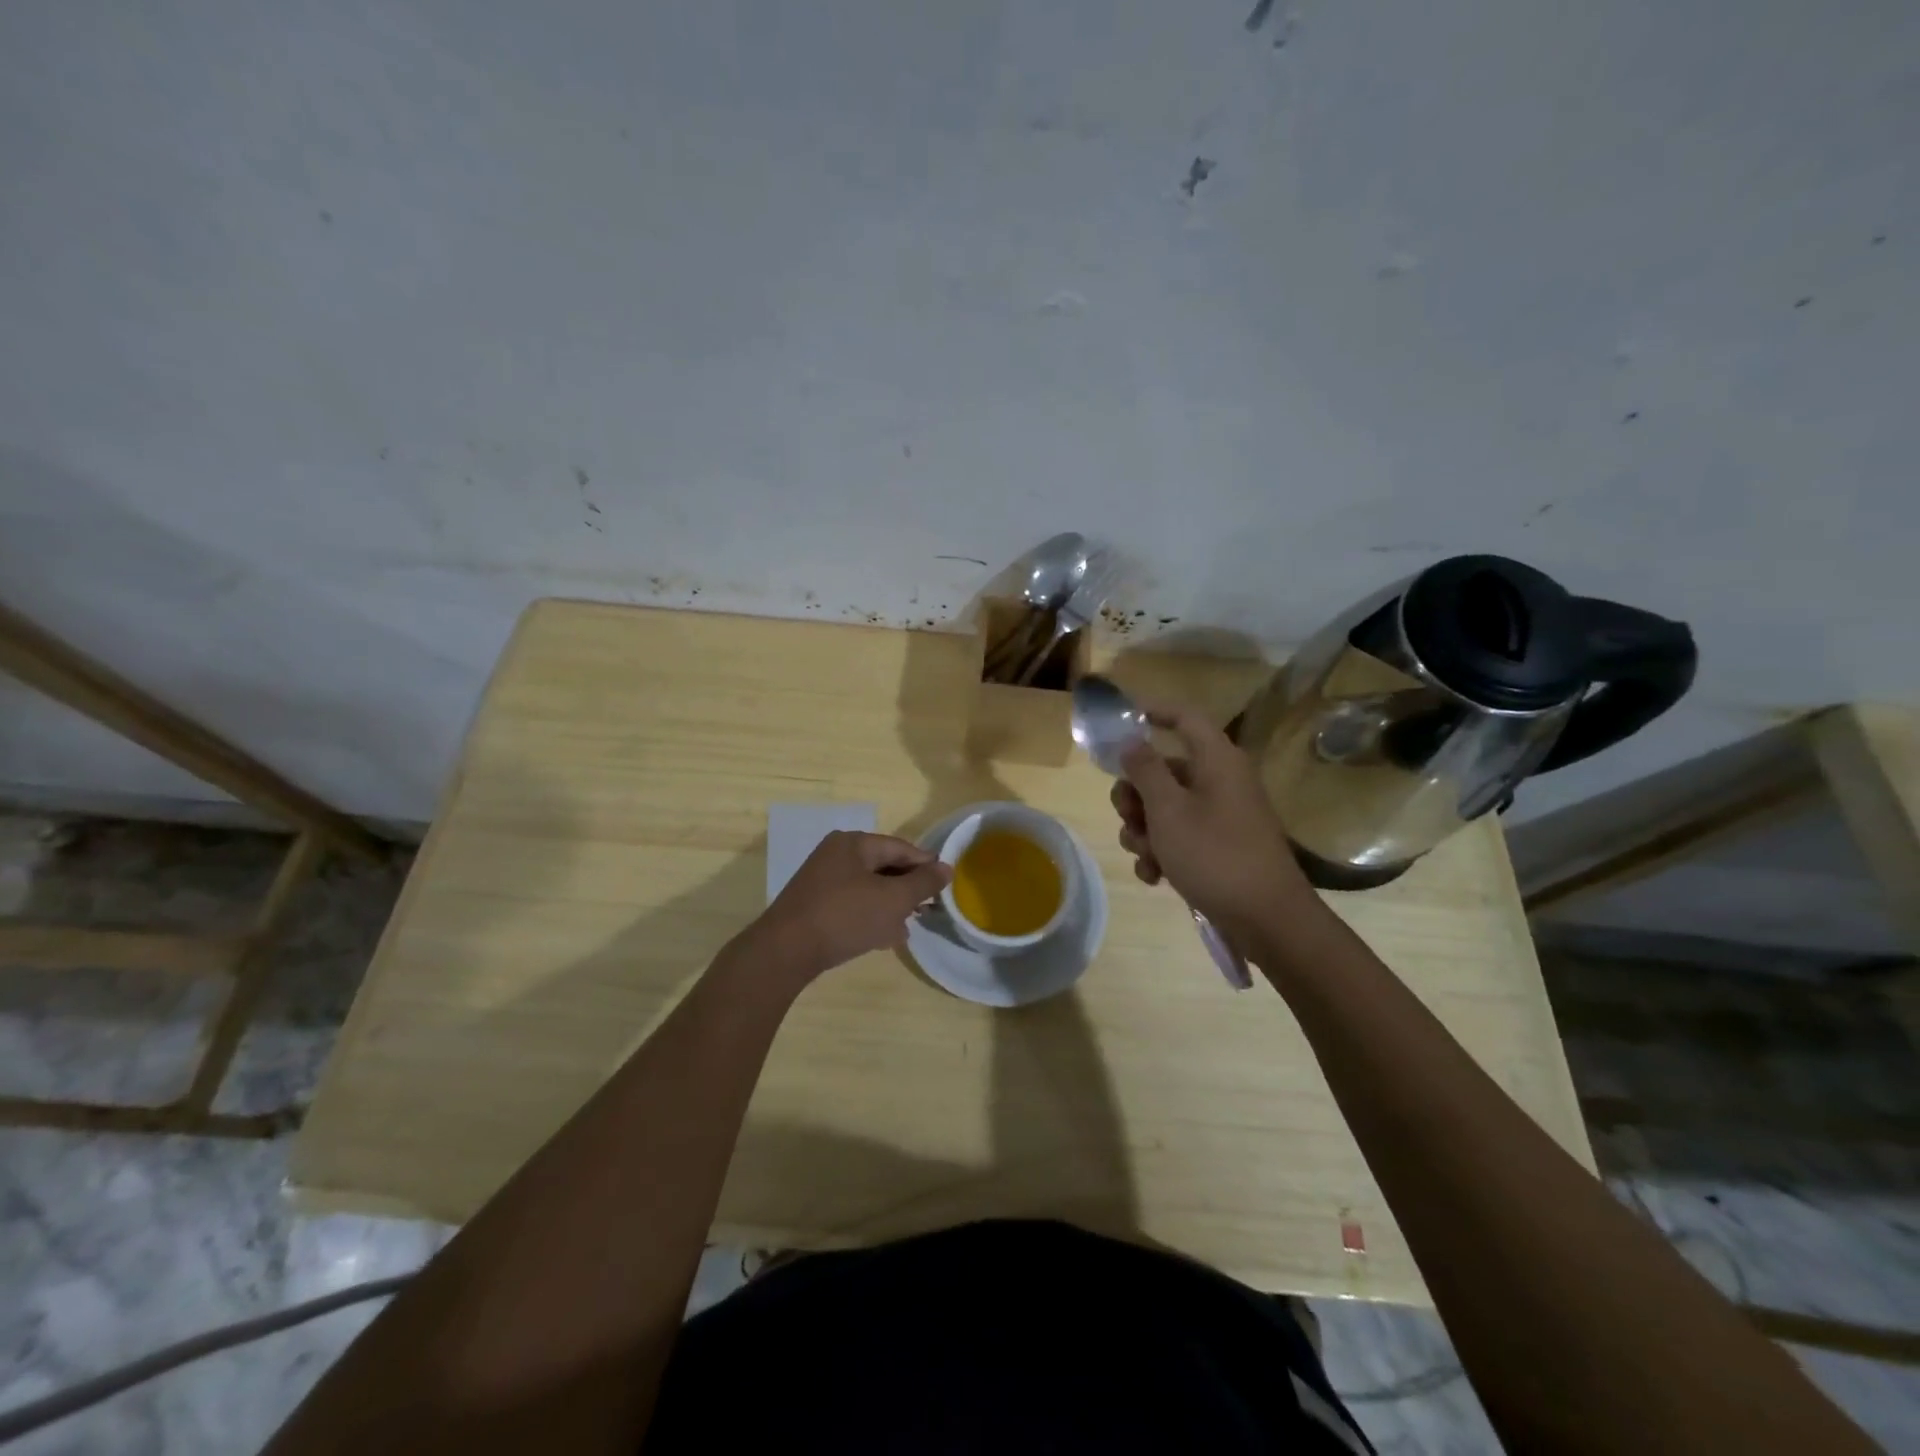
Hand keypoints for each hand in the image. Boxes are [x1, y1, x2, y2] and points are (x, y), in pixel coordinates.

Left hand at [745, 831, 950, 982]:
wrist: (785, 952)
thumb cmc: (845, 917)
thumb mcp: (893, 900)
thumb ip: (923, 883)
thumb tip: (946, 867)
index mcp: (853, 843)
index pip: (900, 847)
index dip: (925, 864)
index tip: (945, 885)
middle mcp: (835, 855)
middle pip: (883, 866)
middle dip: (908, 888)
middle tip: (929, 909)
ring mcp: (821, 881)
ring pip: (868, 888)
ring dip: (891, 905)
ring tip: (909, 927)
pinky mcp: (814, 906)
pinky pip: (852, 905)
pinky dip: (870, 916)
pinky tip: (884, 939)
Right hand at [1111, 704, 1317, 946]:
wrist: (1267, 920)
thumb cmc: (1215, 855)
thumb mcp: (1169, 810)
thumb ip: (1145, 770)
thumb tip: (1131, 740)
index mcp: (1216, 761)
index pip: (1184, 717)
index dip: (1152, 711)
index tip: (1120, 720)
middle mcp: (1220, 781)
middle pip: (1164, 769)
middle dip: (1135, 795)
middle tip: (1126, 816)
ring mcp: (1220, 816)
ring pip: (1165, 808)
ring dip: (1144, 830)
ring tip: (1145, 856)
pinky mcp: (1219, 847)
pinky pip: (1179, 837)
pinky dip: (1162, 852)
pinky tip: (1155, 876)